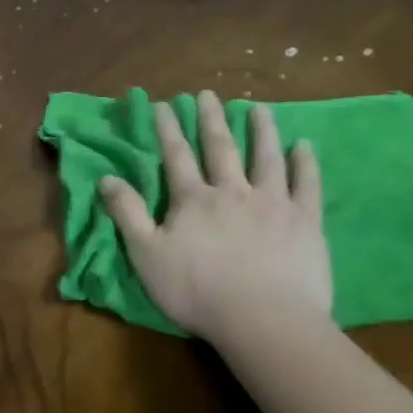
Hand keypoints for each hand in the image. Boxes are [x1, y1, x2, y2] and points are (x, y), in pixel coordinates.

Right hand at [100, 90, 332, 343]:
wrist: (262, 318)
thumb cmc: (196, 291)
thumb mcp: (146, 255)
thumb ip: (127, 214)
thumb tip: (106, 178)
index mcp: (192, 200)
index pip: (176, 156)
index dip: (167, 129)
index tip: (163, 104)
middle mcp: (232, 191)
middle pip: (220, 148)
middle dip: (210, 119)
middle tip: (208, 94)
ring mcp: (272, 203)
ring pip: (265, 157)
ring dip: (261, 131)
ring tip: (258, 109)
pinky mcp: (305, 221)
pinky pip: (306, 184)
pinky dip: (305, 163)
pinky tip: (304, 146)